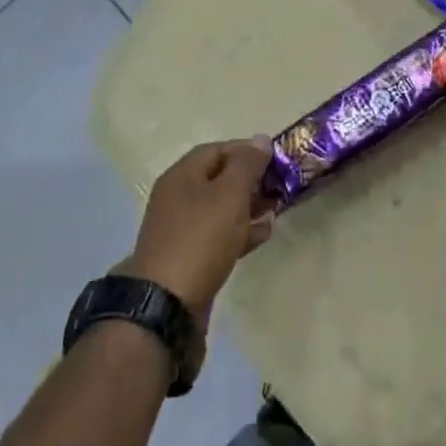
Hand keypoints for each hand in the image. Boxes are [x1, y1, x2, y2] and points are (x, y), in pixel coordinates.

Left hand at [122, 139, 276, 314]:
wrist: (166, 305)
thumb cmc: (200, 238)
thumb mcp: (229, 194)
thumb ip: (247, 164)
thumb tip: (260, 139)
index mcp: (182, 175)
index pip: (217, 150)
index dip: (247, 150)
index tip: (275, 160)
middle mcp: (178, 197)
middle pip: (219, 178)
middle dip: (250, 180)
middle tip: (279, 187)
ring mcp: (182, 229)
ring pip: (221, 208)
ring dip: (249, 207)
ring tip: (276, 210)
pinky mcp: (189, 257)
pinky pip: (218, 235)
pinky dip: (240, 232)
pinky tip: (262, 235)